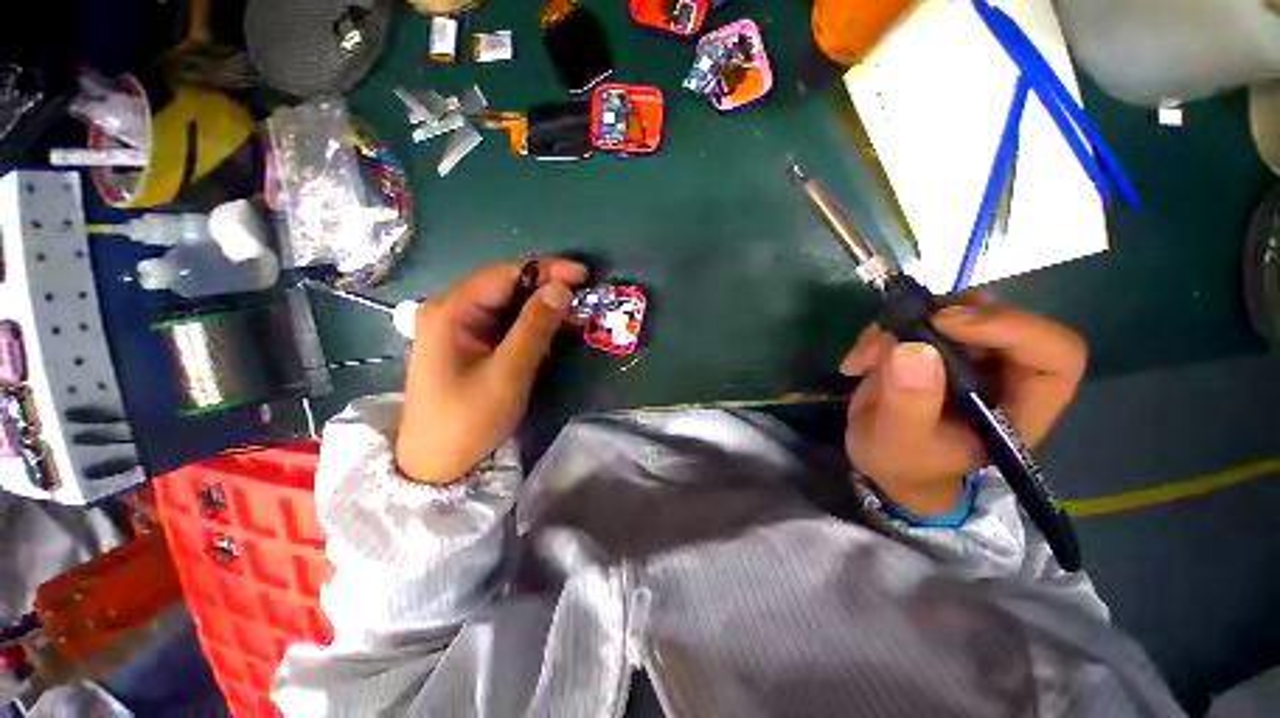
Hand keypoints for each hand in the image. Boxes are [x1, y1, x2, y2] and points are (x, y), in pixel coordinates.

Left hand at [396, 260, 588, 483]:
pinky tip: (551, 332)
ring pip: (508, 305)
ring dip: (542, 308)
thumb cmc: (468, 419)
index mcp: (451, 311)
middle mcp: (451, 310)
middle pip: (506, 287)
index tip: (584, 275)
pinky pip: (504, 324)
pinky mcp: (469, 344)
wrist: (437, 464)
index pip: (505, 275)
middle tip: (584, 297)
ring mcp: (458, 328)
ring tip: (575, 315)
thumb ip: (535, 327)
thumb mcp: (508, 372)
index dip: (547, 270)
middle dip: (547, 289)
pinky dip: (531, 325)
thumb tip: (561, 288)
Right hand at [839, 296, 1086, 515]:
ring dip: (902, 325)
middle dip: (938, 321)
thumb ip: (909, 403)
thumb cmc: (903, 463)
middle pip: (1000, 320)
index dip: (1011, 328)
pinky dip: (885, 330)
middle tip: (888, 338)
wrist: (884, 459)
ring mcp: (973, 355)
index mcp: (1021, 407)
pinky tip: (860, 360)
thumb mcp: (899, 443)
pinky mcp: (940, 345)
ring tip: (865, 357)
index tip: (944, 324)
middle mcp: (1007, 374)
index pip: (1056, 354)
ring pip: (956, 311)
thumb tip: (912, 347)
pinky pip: (920, 317)